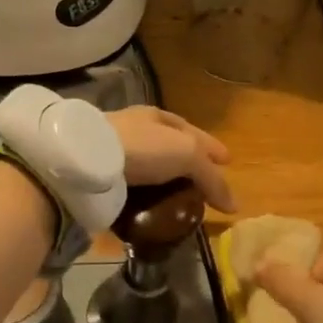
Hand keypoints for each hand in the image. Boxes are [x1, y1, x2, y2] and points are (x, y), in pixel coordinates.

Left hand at [108, 107, 236, 213]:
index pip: (192, 131)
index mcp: (157, 117)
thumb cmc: (143, 147)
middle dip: (189, 161)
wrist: (88, 159)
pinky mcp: (99, 172)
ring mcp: (114, 150)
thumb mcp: (187, 156)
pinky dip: (144, 192)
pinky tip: (150, 204)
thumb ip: (211, 178)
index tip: (228, 161)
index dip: (212, 146)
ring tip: (180, 197)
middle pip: (171, 145)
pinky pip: (130, 183)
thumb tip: (234, 206)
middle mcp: (135, 128)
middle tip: (205, 183)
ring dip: (165, 179)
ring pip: (149, 164)